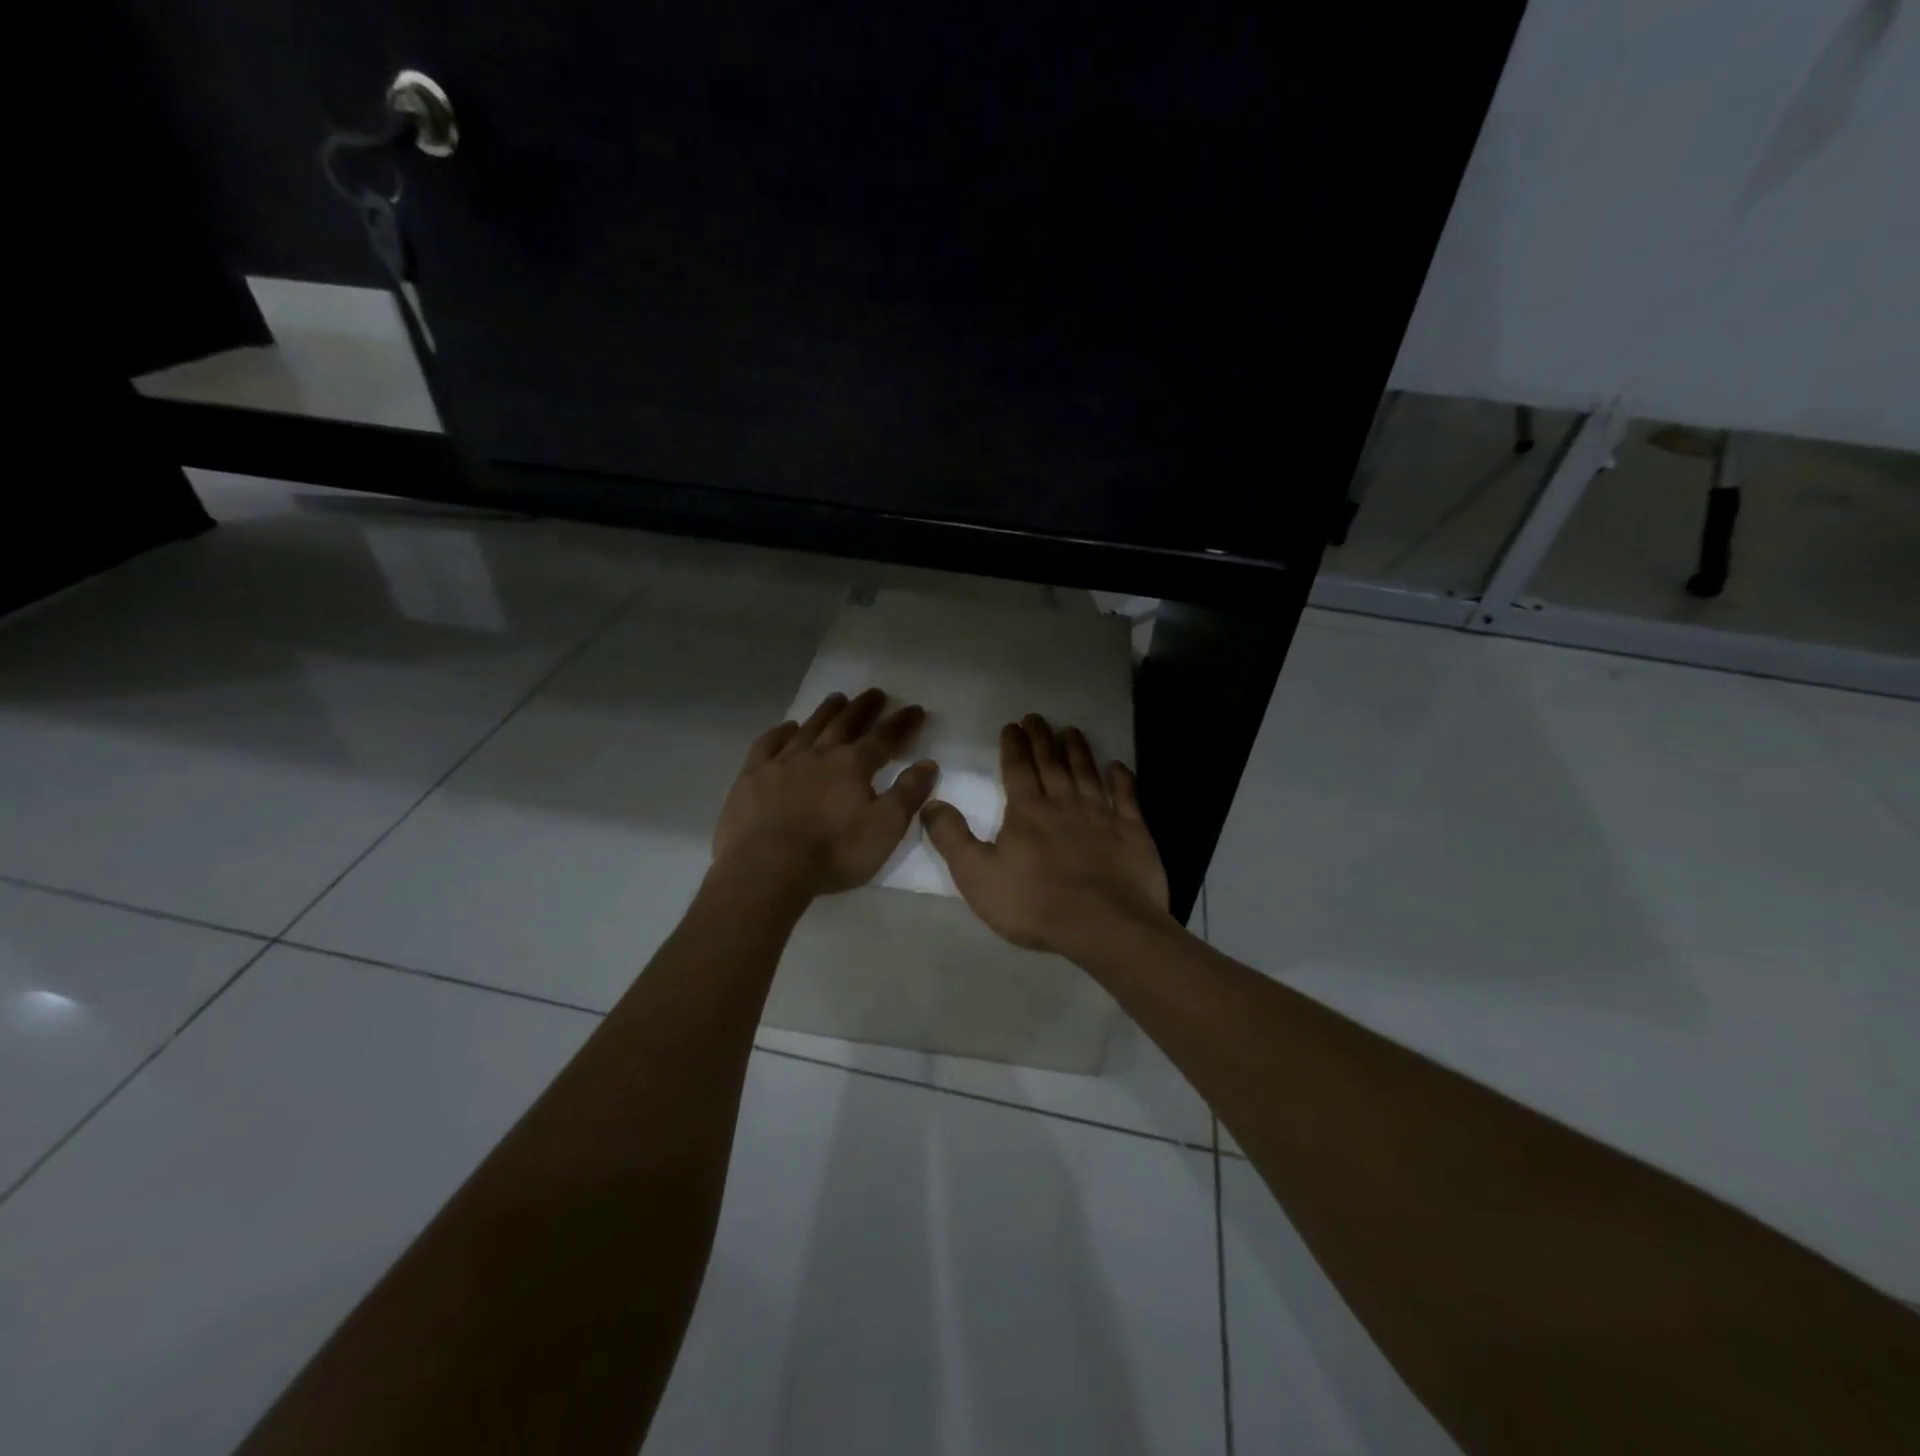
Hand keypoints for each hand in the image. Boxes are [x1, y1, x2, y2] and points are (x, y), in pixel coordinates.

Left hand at [712, 688, 937, 896]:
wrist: (767, 869)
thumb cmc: (833, 852)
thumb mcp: (885, 828)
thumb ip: (908, 794)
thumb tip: (928, 764)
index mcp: (853, 765)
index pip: (884, 737)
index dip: (902, 723)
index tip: (915, 709)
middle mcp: (819, 754)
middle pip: (845, 724)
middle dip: (863, 708)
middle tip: (875, 693)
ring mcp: (782, 762)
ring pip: (809, 728)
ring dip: (826, 712)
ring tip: (837, 698)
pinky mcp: (752, 776)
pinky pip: (768, 744)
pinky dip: (780, 732)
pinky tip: (787, 728)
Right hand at [921, 714, 1170, 957]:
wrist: (1102, 924)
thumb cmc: (1033, 903)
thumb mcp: (976, 875)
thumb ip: (952, 837)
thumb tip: (930, 803)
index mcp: (1027, 811)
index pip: (1018, 769)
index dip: (1014, 745)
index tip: (1012, 725)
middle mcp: (1064, 803)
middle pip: (1052, 763)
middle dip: (1042, 738)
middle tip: (1037, 718)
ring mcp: (1101, 815)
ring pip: (1087, 772)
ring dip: (1078, 750)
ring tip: (1070, 730)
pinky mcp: (1132, 832)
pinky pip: (1127, 798)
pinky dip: (1122, 779)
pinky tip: (1118, 766)